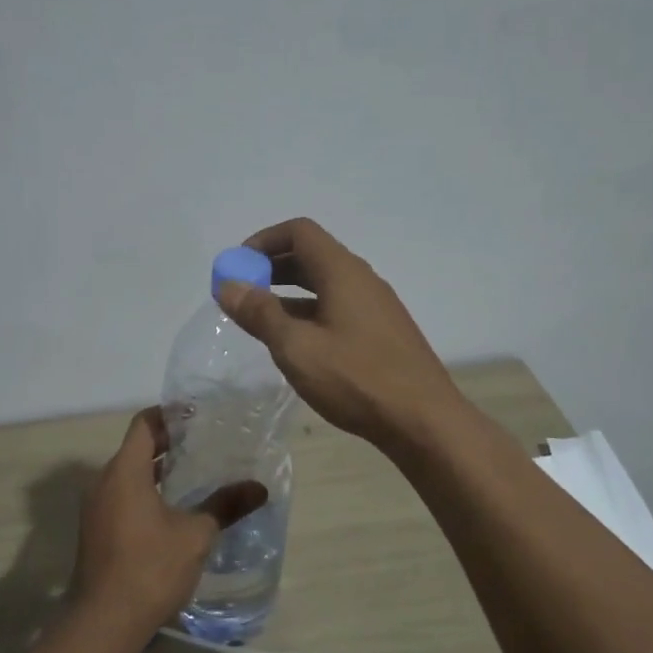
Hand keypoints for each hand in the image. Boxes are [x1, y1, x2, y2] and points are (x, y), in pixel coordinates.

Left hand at [73, 409, 267, 635]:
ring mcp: (96, 508)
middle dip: (168, 442)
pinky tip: (173, 509)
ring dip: (157, 470)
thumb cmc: (150, 568)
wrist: (104, 622)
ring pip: (128, 475)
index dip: (169, 414)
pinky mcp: (96, 531)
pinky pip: (121, 496)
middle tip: (204, 441)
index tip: (197, 414)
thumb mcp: (195, 535)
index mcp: (124, 472)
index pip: (144, 424)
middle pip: (136, 448)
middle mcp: (104, 482)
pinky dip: (145, 491)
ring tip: (194, 472)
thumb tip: (259, 488)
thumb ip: (225, 506)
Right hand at [217, 217, 462, 450]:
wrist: (423, 421)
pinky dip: (309, 313)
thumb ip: (260, 313)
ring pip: (324, 285)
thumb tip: (228, 286)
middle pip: (311, 255)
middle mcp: (361, 280)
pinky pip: (337, 307)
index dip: (264, 241)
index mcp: (342, 272)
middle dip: (272, 268)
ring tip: (260, 320)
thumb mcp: (296, 347)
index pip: (300, 232)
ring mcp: (375, 307)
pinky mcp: (381, 332)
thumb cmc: (356, 378)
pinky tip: (296, 344)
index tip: (238, 266)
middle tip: (242, 293)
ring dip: (288, 293)